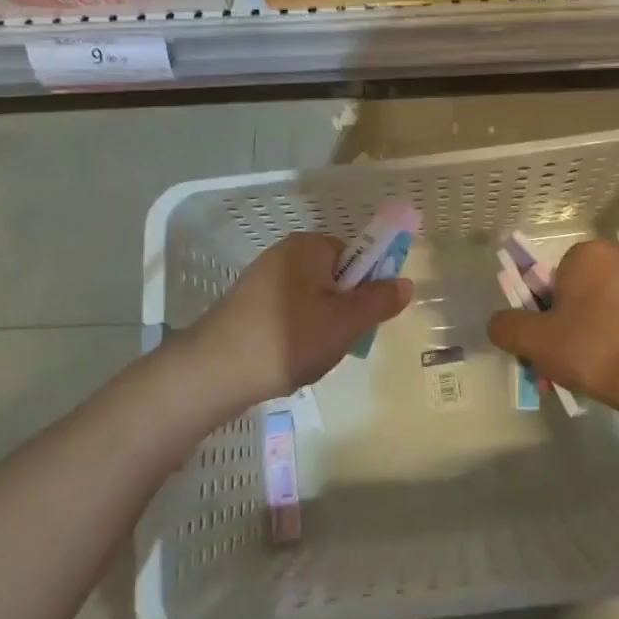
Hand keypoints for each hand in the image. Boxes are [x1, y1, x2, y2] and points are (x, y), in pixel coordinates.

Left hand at [186, 233, 412, 406]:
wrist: (212, 371)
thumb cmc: (287, 338)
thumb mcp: (345, 322)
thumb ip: (379, 301)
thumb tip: (405, 282)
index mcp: (308, 247)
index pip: (354, 256)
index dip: (365, 288)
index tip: (361, 320)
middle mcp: (284, 254)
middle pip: (334, 279)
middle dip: (341, 312)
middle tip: (337, 343)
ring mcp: (261, 280)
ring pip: (311, 301)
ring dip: (319, 328)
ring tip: (310, 358)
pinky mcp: (246, 305)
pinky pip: (287, 314)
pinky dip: (294, 336)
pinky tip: (287, 361)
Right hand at [486, 240, 618, 403]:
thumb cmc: (593, 348)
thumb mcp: (536, 340)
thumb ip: (508, 327)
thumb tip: (498, 323)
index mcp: (587, 254)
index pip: (550, 279)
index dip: (541, 313)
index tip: (544, 343)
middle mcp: (618, 259)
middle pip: (575, 297)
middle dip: (563, 329)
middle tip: (560, 364)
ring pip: (600, 313)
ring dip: (587, 339)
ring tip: (584, 377)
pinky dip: (614, 344)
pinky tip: (612, 374)